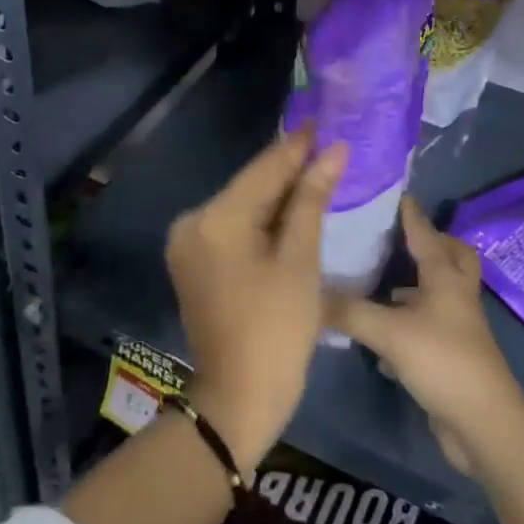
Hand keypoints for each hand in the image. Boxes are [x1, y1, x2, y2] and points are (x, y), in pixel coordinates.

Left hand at [168, 128, 346, 471]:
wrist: (238, 400)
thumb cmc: (277, 329)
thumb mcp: (300, 260)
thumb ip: (311, 199)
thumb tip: (334, 151)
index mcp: (215, 218)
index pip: (264, 169)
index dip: (298, 146)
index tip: (325, 123)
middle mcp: (192, 222)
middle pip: (251, 185)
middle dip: (290, 170)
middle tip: (329, 148)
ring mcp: (189, 243)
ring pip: (243, 205)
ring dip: (279, 194)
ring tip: (319, 171)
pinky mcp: (194, 261)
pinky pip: (234, 227)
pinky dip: (262, 219)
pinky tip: (292, 209)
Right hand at [326, 197, 523, 476]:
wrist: (482, 424)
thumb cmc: (441, 361)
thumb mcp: (389, 332)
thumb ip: (349, 311)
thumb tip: (311, 292)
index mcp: (445, 278)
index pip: (426, 235)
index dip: (411, 215)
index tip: (398, 194)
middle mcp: (455, 296)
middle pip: (453, 258)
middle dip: (433, 244)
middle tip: (403, 239)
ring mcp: (457, 328)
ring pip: (440, 294)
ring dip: (418, 286)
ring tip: (385, 285)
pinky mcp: (451, 357)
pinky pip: (429, 328)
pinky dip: (410, 324)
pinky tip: (383, 335)